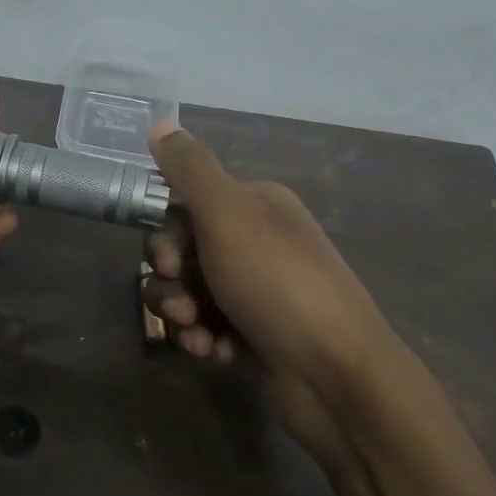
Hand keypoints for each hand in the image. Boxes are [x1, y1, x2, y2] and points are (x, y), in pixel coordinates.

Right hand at [140, 120, 412, 462]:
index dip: (168, 237)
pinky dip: (205, 340)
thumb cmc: (278, 284)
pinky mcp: (255, 334)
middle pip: (184, 252)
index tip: (170, 263)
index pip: (187, 206)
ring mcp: (257, 290)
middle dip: (172, 282)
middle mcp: (257, 242)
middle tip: (183, 308)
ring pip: (191, 293)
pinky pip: (209, 327)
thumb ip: (190, 169)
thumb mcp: (228, 215)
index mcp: (256, 206)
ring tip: (199, 336)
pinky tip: (218, 355)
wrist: (335, 374)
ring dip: (182, 316)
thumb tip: (159, 121)